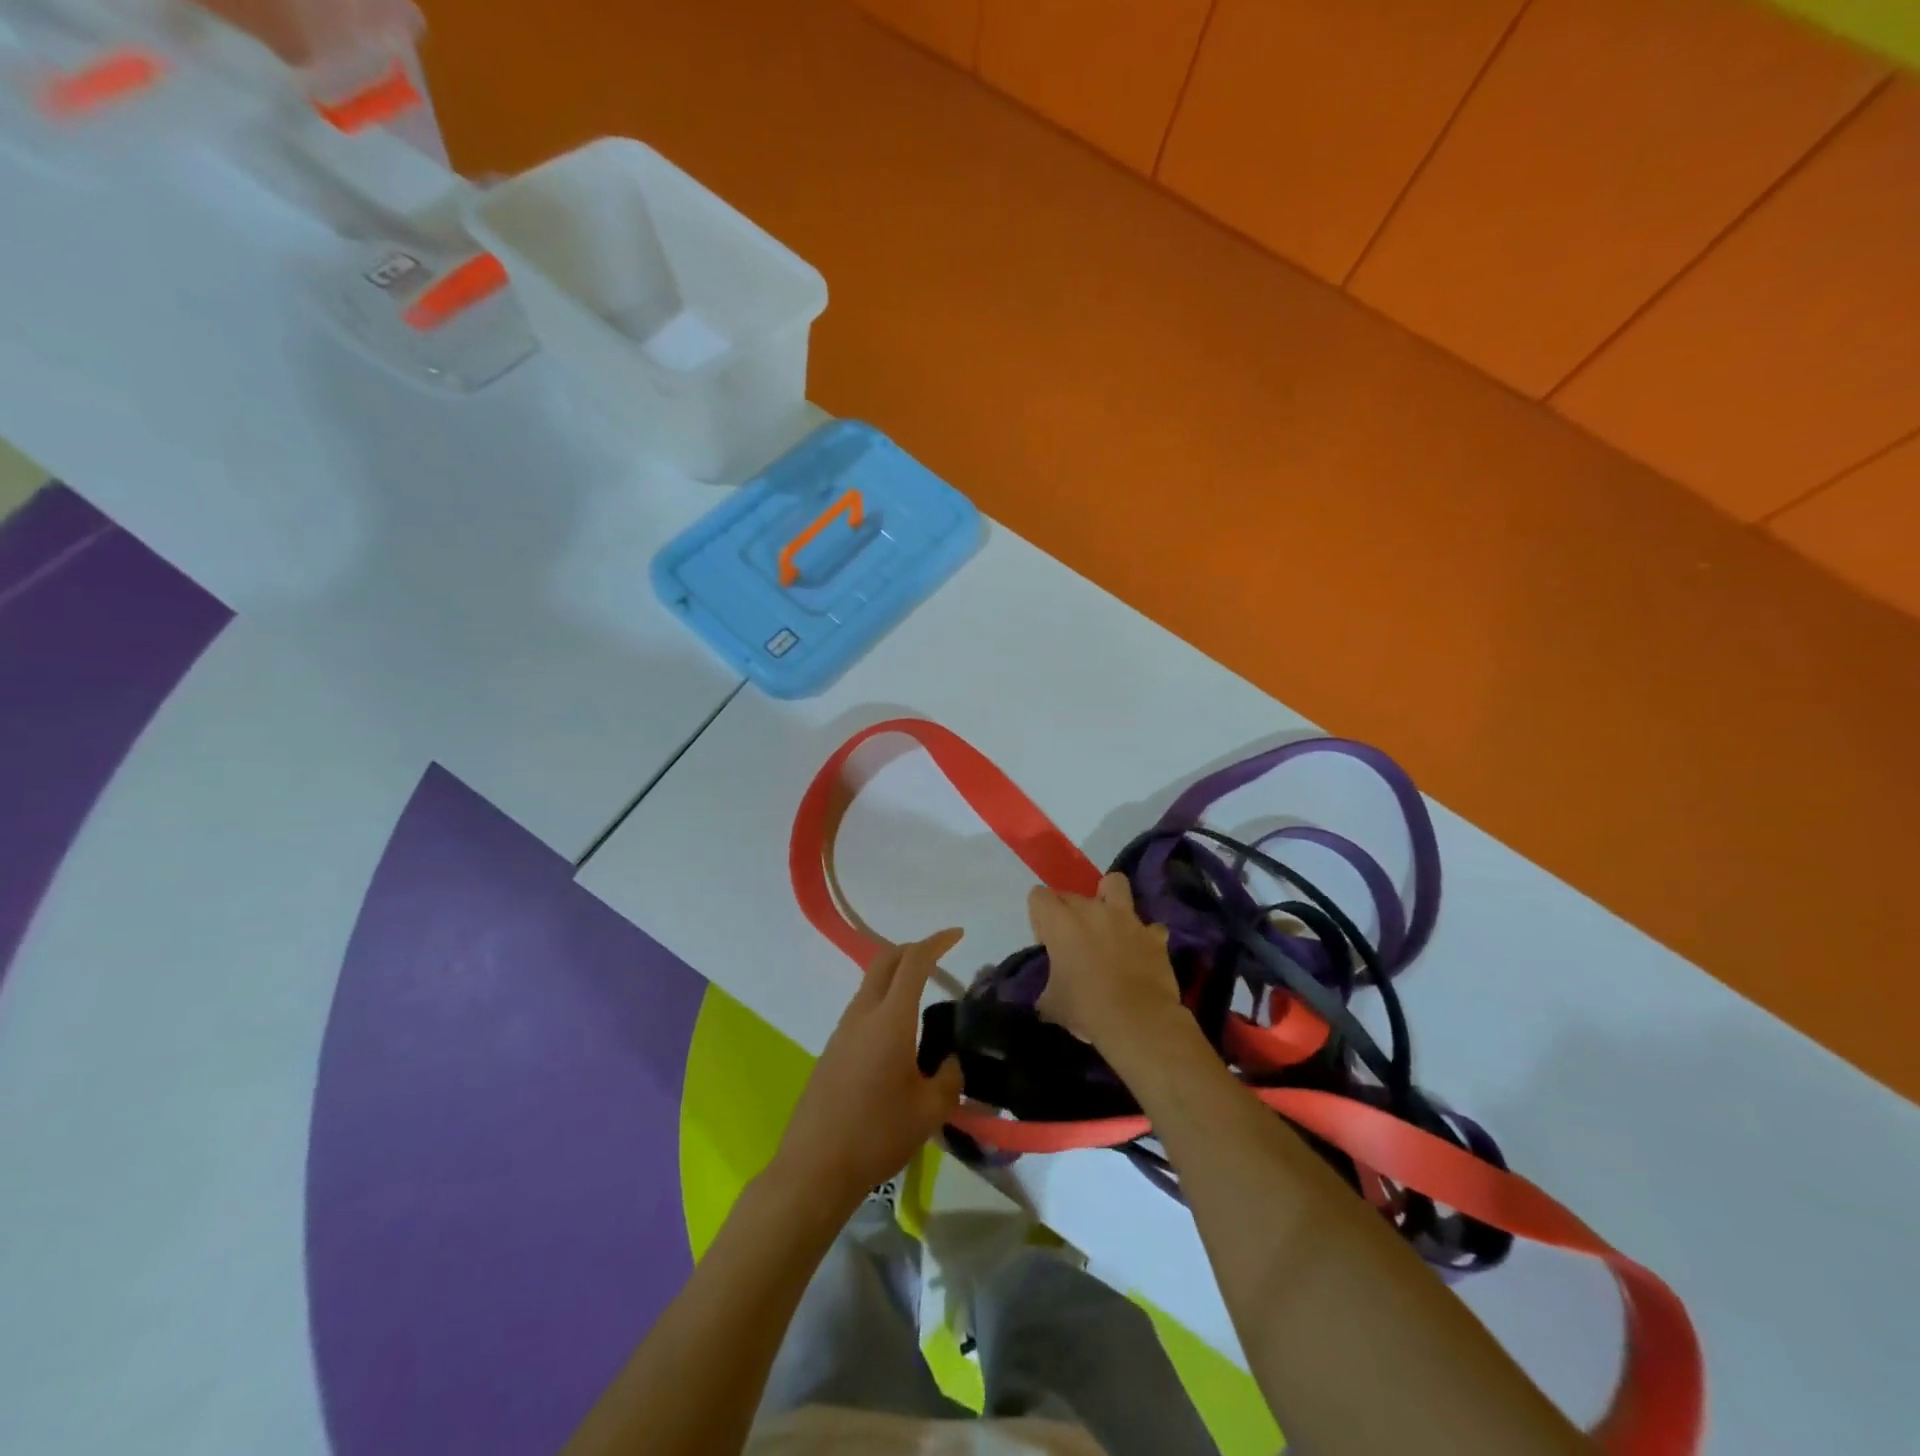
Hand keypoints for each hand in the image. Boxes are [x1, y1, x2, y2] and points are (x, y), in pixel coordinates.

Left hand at [771, 930, 965, 1211]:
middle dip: (912, 949)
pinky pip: (862, 1008)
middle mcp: (863, 1014)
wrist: (815, 1167)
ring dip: (896, 975)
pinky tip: (898, 1034)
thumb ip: (949, 1077)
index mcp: (890, 1019)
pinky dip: (884, 1000)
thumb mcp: (930, 1110)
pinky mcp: (832, 1050)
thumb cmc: (878, 1134)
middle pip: (884, 961)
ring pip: (870, 984)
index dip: (936, 943)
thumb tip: (951, 1061)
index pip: (914, 963)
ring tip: (923, 994)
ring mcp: (842, 1031)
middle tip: (939, 955)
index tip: (957, 935)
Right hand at [1028, 873, 1182, 1052]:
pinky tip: (1140, 953)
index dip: (1039, 918)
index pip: (1038, 896)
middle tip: (1073, 945)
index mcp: (1061, 922)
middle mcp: (1092, 910)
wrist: (1137, 1022)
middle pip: (1071, 894)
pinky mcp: (1153, 935)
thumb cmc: (1086, 1009)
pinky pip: (1148, 926)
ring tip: (1109, 924)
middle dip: (1068, 914)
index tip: (1047, 944)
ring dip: (1109, 898)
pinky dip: (1144, 937)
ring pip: (1115, 884)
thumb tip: (1048, 996)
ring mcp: (1126, 918)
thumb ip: (1046, 989)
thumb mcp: (1051, 1004)